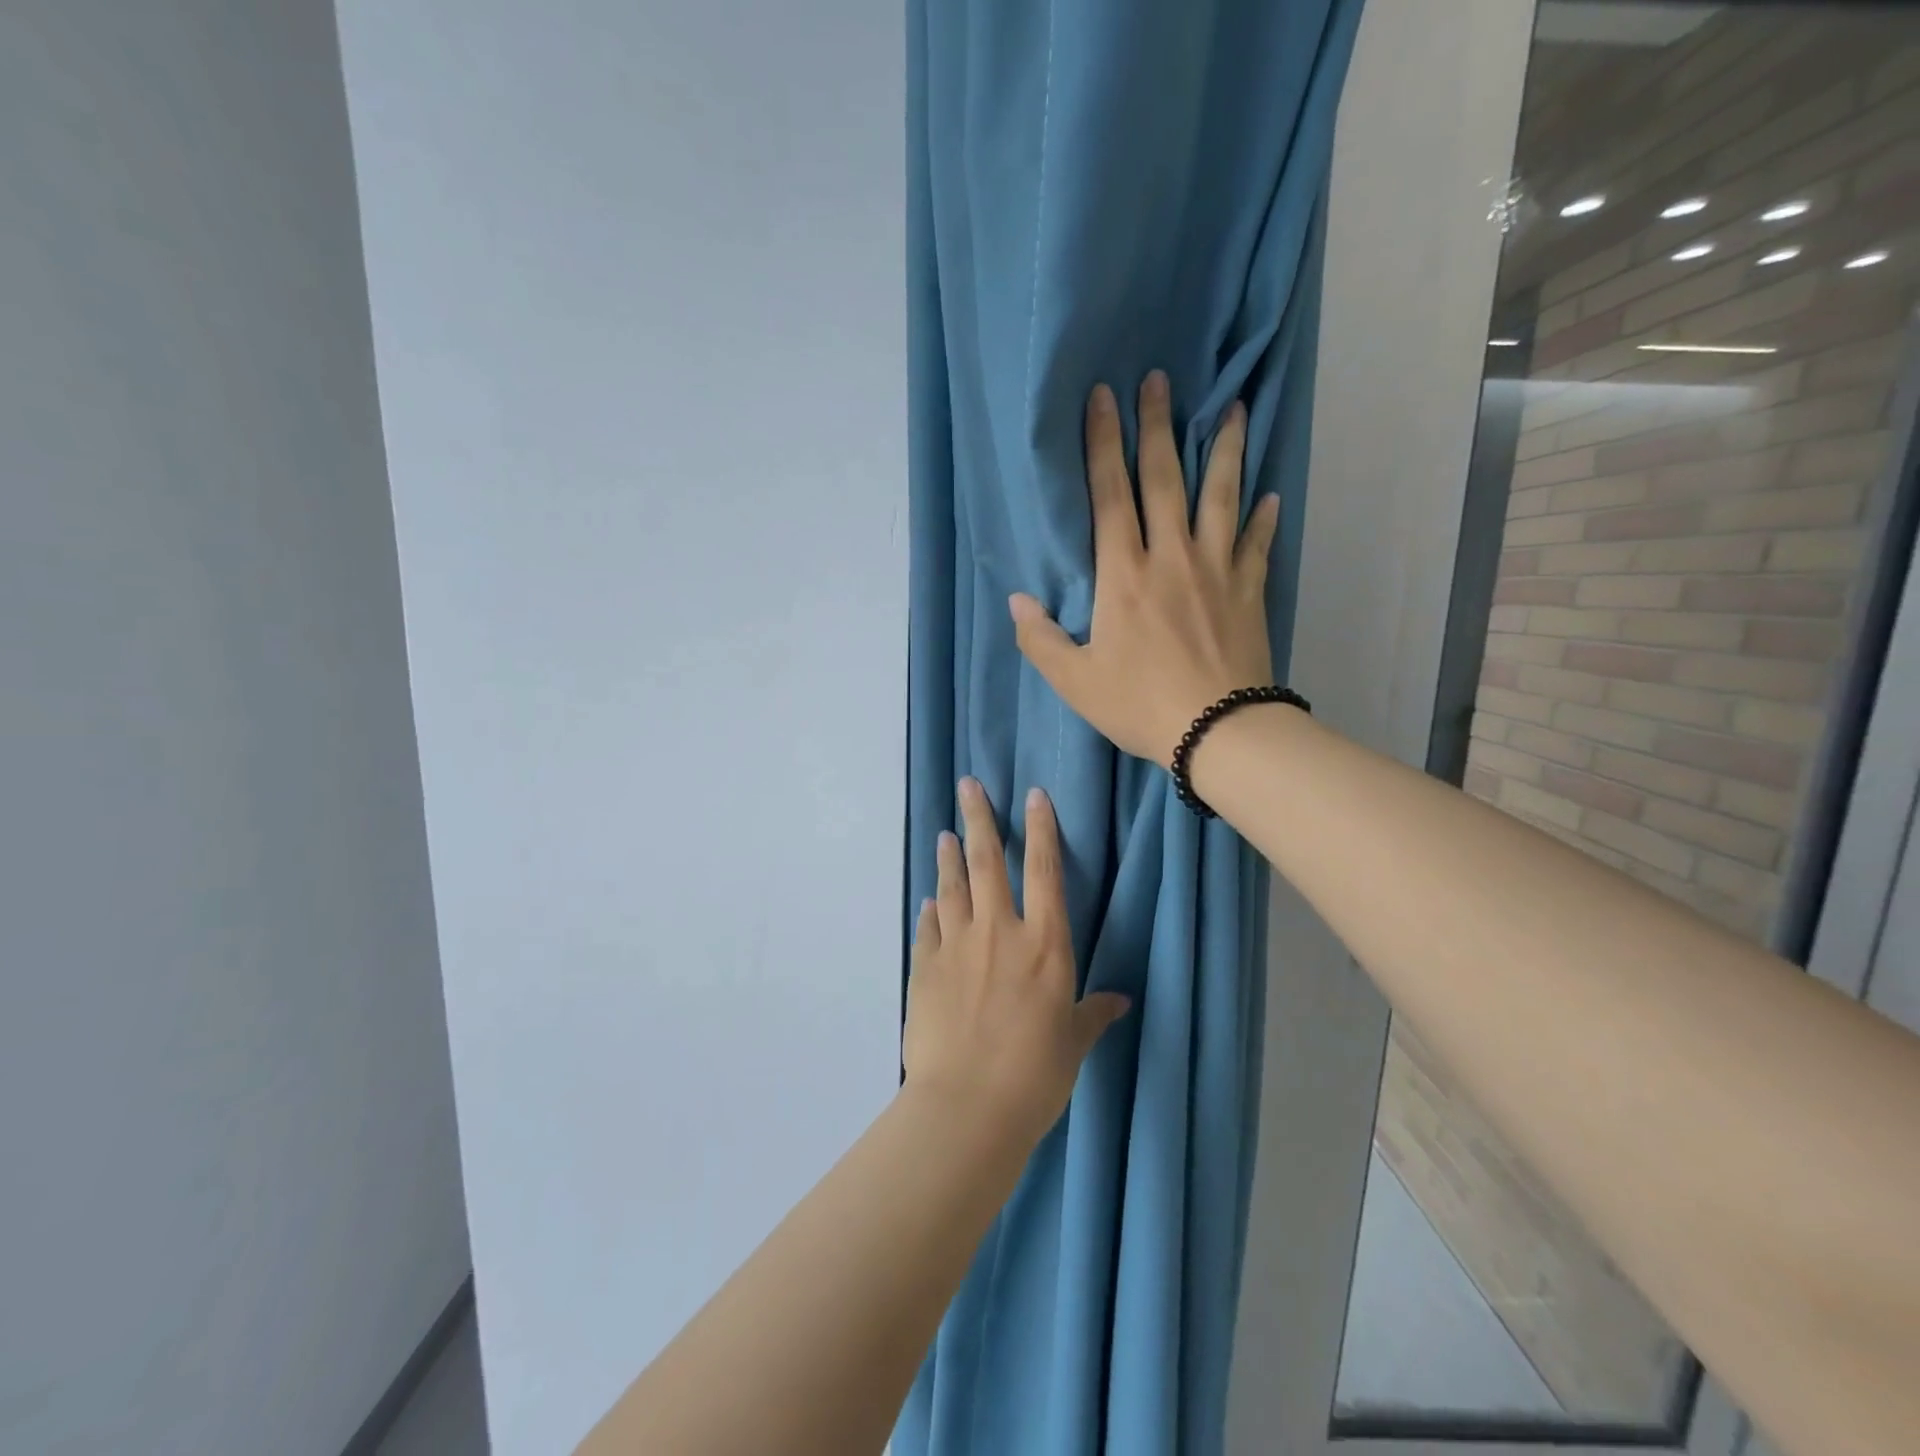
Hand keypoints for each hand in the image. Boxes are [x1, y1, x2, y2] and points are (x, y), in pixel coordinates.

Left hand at [903, 778, 1130, 1146]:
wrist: (967, 1106)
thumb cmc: (1035, 1076)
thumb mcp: (1073, 1043)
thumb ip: (1093, 1014)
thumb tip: (1119, 1000)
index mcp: (1044, 944)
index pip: (1044, 870)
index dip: (1040, 828)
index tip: (1032, 795)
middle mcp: (999, 932)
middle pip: (987, 862)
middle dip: (979, 818)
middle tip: (968, 785)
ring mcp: (957, 946)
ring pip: (952, 886)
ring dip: (948, 856)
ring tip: (945, 831)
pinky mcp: (925, 967)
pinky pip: (929, 928)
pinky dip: (931, 910)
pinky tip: (930, 900)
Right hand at [1008, 371, 1280, 769]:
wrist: (1218, 730)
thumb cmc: (1140, 705)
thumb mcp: (1075, 682)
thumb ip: (1041, 640)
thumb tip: (1018, 602)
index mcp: (1124, 576)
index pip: (1110, 497)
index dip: (1102, 445)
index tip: (1102, 399)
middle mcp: (1172, 558)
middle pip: (1165, 480)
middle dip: (1157, 427)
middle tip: (1158, 381)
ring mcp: (1217, 571)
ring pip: (1221, 498)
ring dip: (1224, 452)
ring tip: (1232, 411)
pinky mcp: (1249, 591)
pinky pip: (1258, 545)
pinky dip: (1264, 519)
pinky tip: (1270, 496)